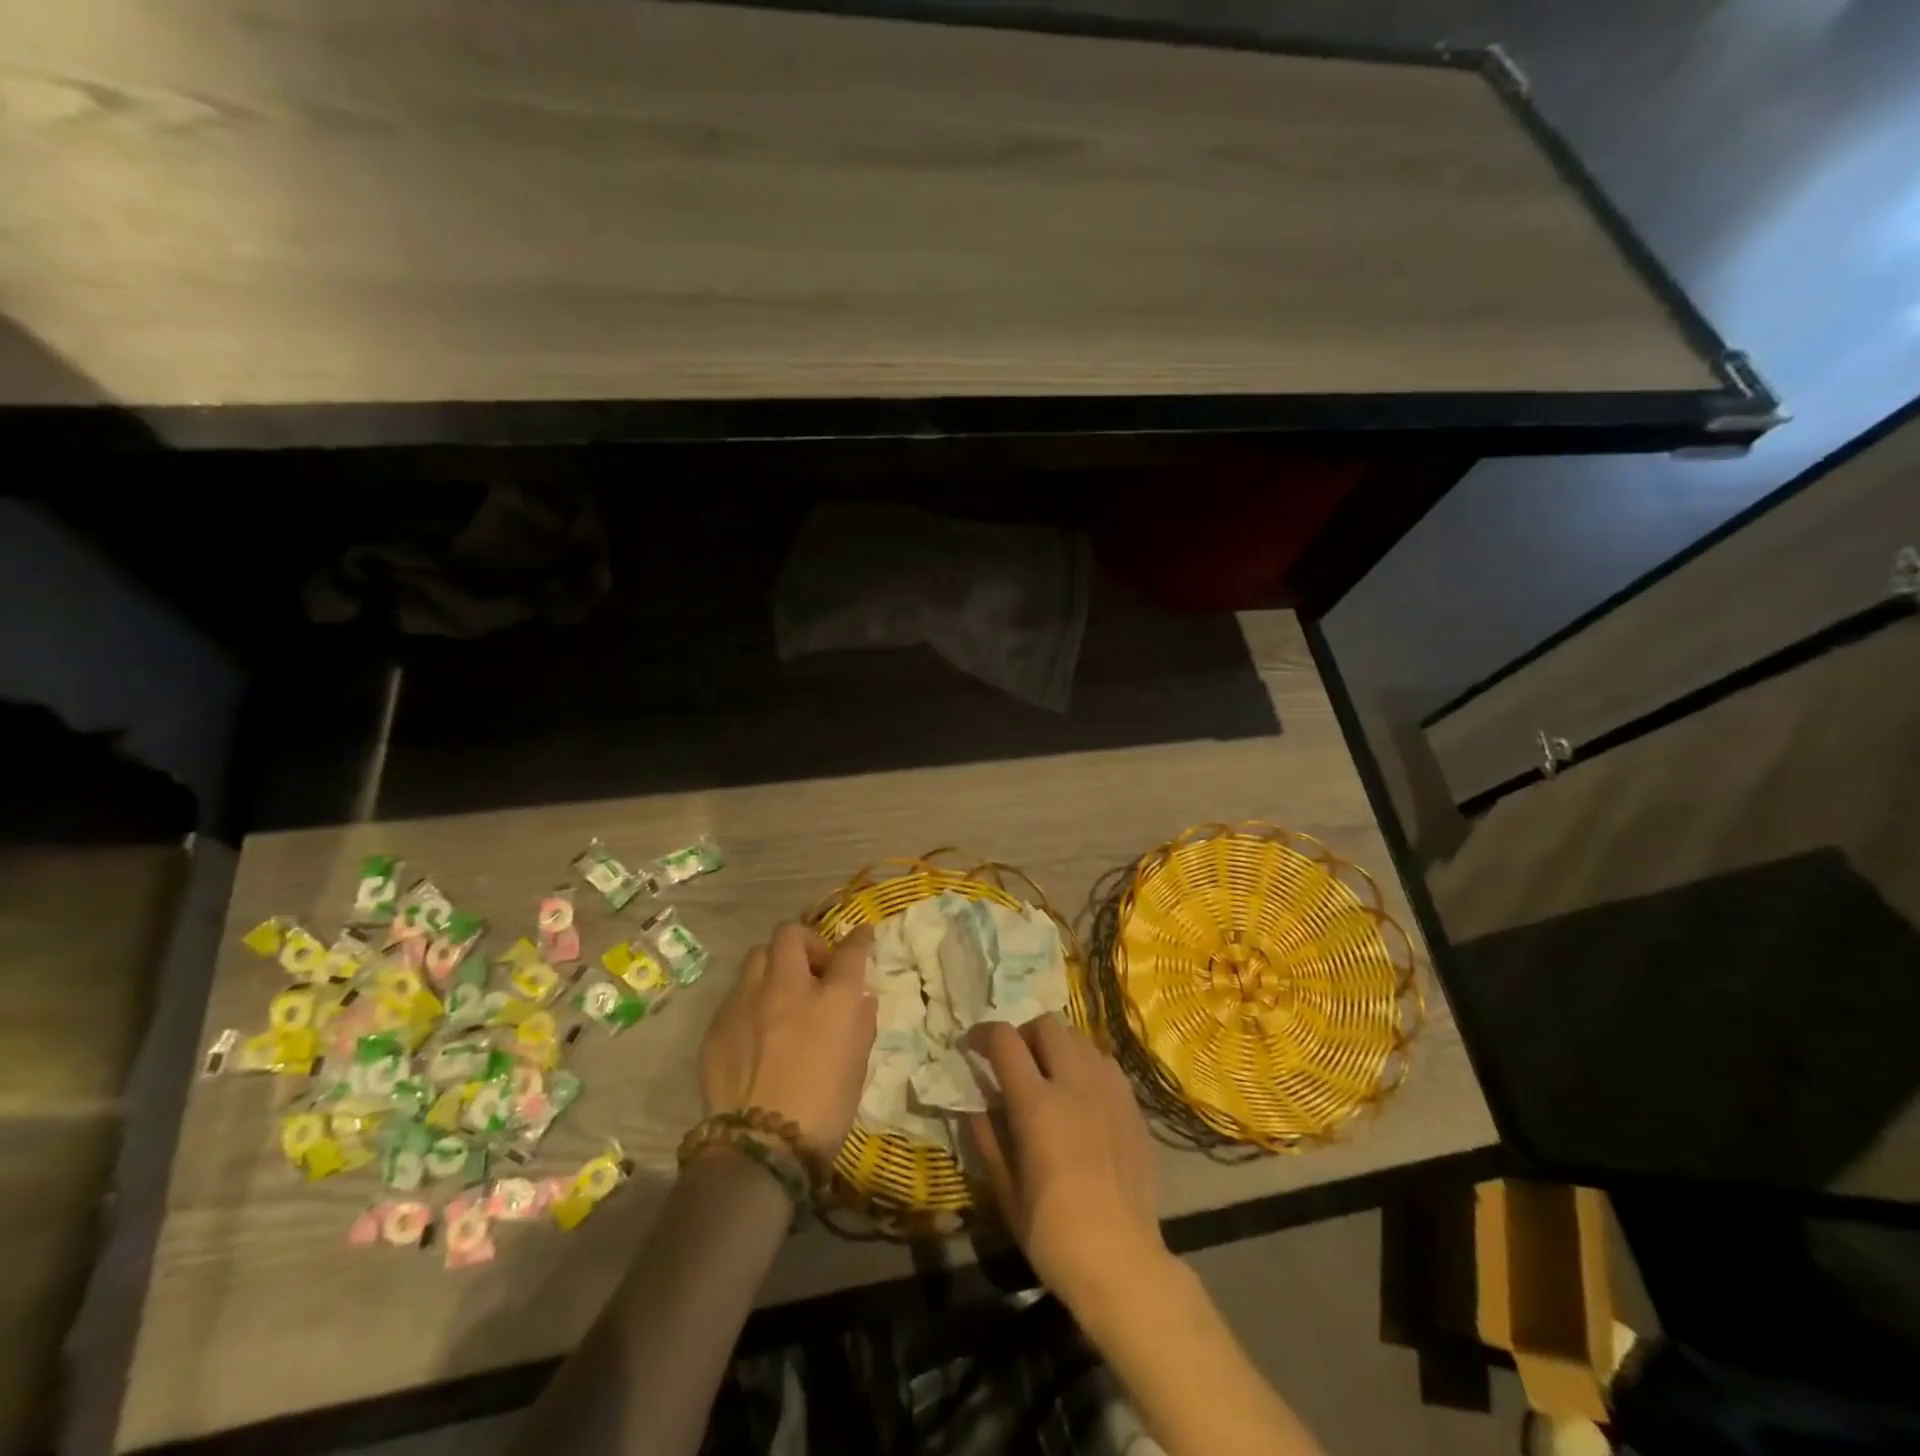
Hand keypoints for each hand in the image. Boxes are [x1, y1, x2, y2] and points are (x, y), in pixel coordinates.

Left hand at [700, 924, 876, 1159]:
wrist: (761, 1146)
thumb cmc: (825, 1108)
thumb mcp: (858, 1064)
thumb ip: (861, 1022)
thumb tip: (860, 997)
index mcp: (833, 997)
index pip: (851, 951)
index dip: (859, 938)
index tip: (862, 935)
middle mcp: (788, 986)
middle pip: (791, 934)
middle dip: (805, 941)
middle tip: (812, 967)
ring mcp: (748, 1000)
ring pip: (757, 955)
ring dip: (773, 964)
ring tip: (779, 991)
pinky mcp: (718, 1022)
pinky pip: (736, 992)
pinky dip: (751, 998)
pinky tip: (755, 1026)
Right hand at [967, 1015, 1167, 1313]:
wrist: (1122, 1263)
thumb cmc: (1053, 1234)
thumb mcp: (1005, 1190)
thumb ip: (987, 1138)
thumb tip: (973, 1104)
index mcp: (1037, 1103)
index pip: (1005, 1040)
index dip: (983, 1034)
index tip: (971, 1046)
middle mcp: (1074, 1084)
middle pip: (1046, 1026)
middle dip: (1023, 1034)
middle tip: (1013, 1062)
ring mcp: (1108, 1091)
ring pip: (1079, 1037)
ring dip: (1056, 1045)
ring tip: (1049, 1074)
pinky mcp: (1132, 1105)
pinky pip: (1105, 1062)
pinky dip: (1086, 1063)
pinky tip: (1082, 1093)